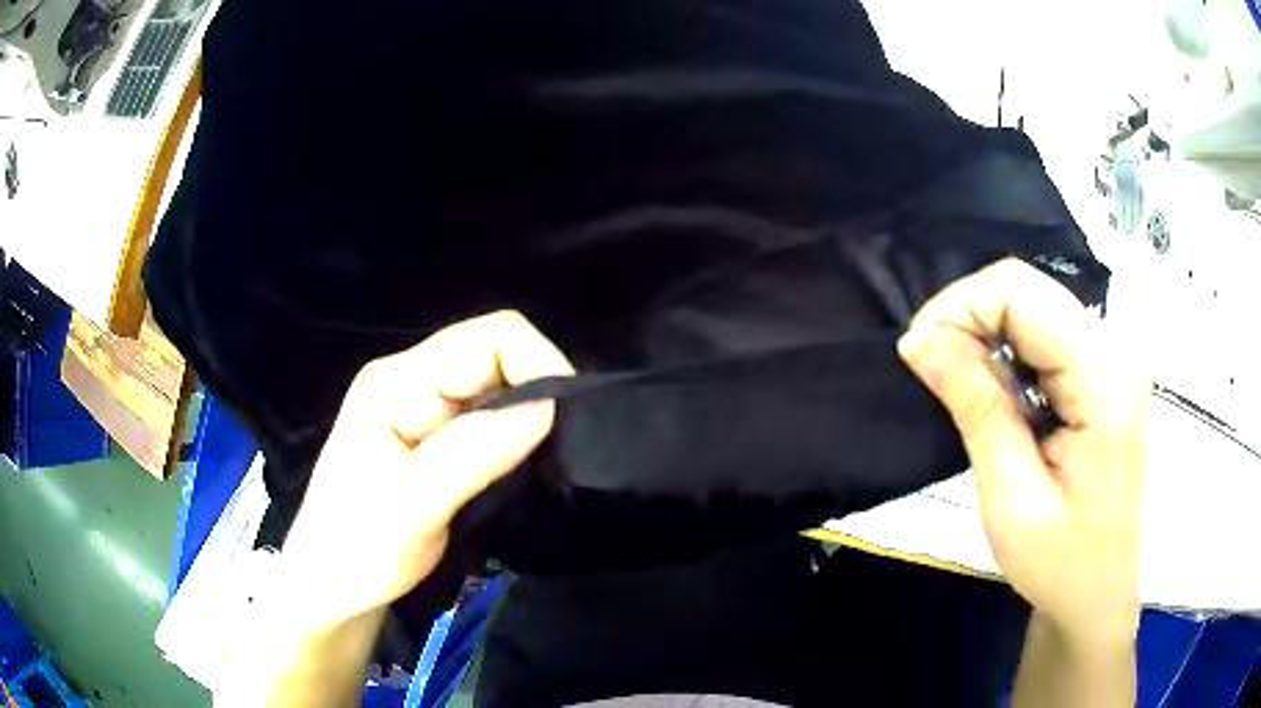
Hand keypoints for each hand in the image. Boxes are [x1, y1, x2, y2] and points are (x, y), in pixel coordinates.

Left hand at [280, 310, 573, 627]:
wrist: (329, 589)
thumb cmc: (352, 557)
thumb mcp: (406, 515)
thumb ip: (468, 458)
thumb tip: (545, 407)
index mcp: (394, 384)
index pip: (488, 339)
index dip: (538, 367)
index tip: (564, 428)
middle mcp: (410, 381)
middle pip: (497, 355)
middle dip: (538, 395)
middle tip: (557, 458)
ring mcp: (422, 407)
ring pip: (500, 386)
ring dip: (530, 420)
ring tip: (540, 470)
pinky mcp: (435, 435)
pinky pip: (492, 417)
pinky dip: (518, 438)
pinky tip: (520, 473)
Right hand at [897, 259, 1148, 646]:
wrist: (1099, 591)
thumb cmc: (1061, 561)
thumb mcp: (1011, 497)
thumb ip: (976, 408)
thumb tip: (919, 340)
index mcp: (1105, 377)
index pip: (1021, 290)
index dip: (960, 306)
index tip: (921, 355)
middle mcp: (1117, 346)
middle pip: (1027, 289)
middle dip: (969, 320)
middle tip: (935, 376)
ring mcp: (1115, 353)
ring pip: (1033, 305)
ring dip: (987, 338)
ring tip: (965, 395)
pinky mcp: (1106, 366)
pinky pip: (1046, 331)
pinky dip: (1010, 353)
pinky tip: (1002, 399)